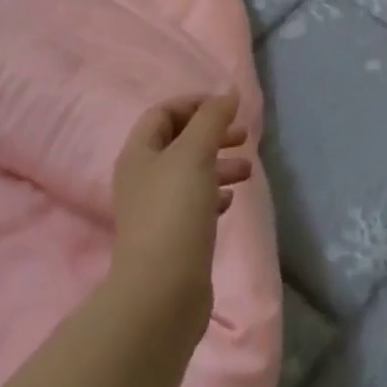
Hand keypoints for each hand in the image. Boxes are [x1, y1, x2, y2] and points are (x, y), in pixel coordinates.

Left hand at [110, 98, 251, 329]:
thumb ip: (212, 119)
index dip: (194, 104)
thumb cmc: (174, 213)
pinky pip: (194, 204)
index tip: (228, 108)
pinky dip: (214, 195)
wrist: (161, 293)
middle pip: (178, 142)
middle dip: (211, 134)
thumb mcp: (195, 154)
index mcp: (138, 153)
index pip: (163, 113)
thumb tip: (228, 93)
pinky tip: (232, 201)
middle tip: (244, 136)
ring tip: (248, 170)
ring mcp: (155, 210)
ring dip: (218, 164)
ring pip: (189, 174)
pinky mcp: (171, 238)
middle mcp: (142, 178)